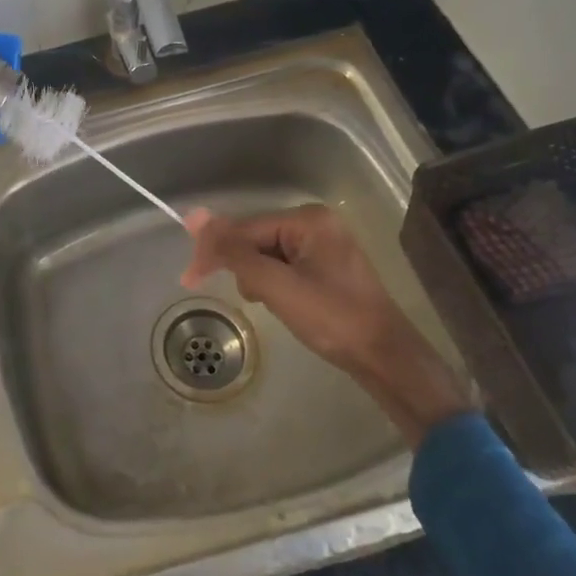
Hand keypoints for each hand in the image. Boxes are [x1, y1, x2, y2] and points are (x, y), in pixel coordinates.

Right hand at [181, 204, 472, 447]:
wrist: (385, 358)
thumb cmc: (332, 319)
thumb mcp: (276, 286)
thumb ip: (235, 252)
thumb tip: (193, 216)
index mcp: (307, 219)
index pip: (245, 228)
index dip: (215, 252)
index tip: (189, 279)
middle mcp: (316, 223)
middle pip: (255, 238)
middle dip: (241, 267)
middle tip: (238, 298)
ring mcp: (324, 244)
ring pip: (267, 254)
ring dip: (257, 278)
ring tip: (268, 304)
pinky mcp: (327, 266)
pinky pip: (284, 265)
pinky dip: (273, 284)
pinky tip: (280, 303)